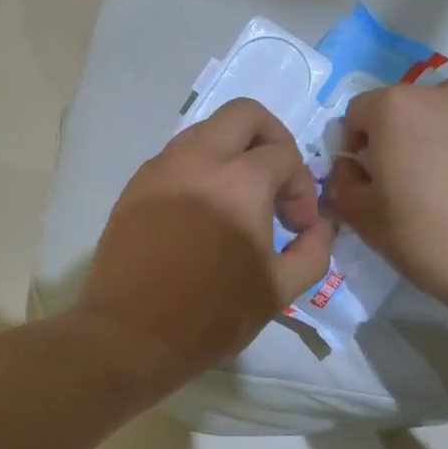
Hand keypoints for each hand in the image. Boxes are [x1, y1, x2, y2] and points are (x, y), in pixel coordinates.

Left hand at [74, 99, 335, 389]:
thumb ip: (313, 250)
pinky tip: (202, 212)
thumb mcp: (279, 291)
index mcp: (239, 180)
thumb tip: (319, 226)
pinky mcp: (135, 185)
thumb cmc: (210, 315)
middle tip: (276, 182)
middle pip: (244, 114)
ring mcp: (161, 167)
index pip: (284, 155)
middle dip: (272, 139)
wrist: (128, 334)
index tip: (297, 226)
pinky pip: (177, 156)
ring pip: (206, 130)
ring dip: (233, 152)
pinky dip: (200, 169)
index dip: (302, 188)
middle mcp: (198, 159)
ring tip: (239, 200)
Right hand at [324, 79, 447, 363]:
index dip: (355, 146)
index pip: (358, 113)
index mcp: (398, 108)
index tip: (368, 180)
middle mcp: (446, 92)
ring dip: (441, 141)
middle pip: (407, 109)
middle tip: (408, 185)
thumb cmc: (435, 242)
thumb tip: (350, 169)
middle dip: (400, 139)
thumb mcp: (366, 221)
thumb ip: (342, 185)